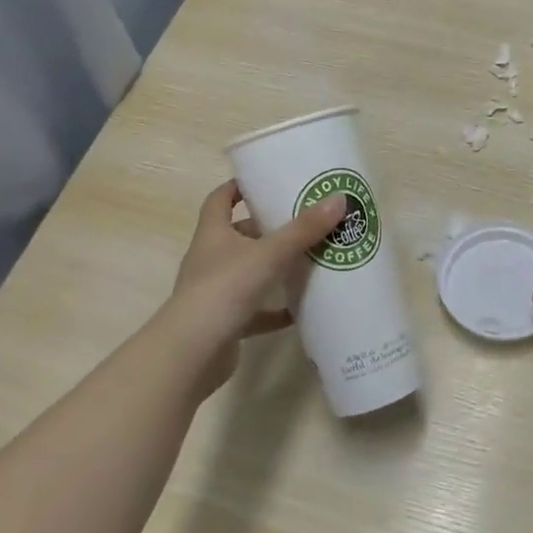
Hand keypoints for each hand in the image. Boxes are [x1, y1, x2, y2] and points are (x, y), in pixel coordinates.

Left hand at [160, 180, 346, 394]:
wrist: (193, 351)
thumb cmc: (225, 288)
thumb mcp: (270, 253)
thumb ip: (304, 229)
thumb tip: (339, 199)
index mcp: (213, 234)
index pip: (219, 200)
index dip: (237, 187)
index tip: (262, 180)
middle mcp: (210, 259)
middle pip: (237, 236)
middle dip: (266, 228)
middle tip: (300, 221)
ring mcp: (216, 292)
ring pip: (247, 272)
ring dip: (272, 268)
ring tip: (306, 260)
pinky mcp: (225, 322)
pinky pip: (255, 311)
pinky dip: (275, 309)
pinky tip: (300, 310)